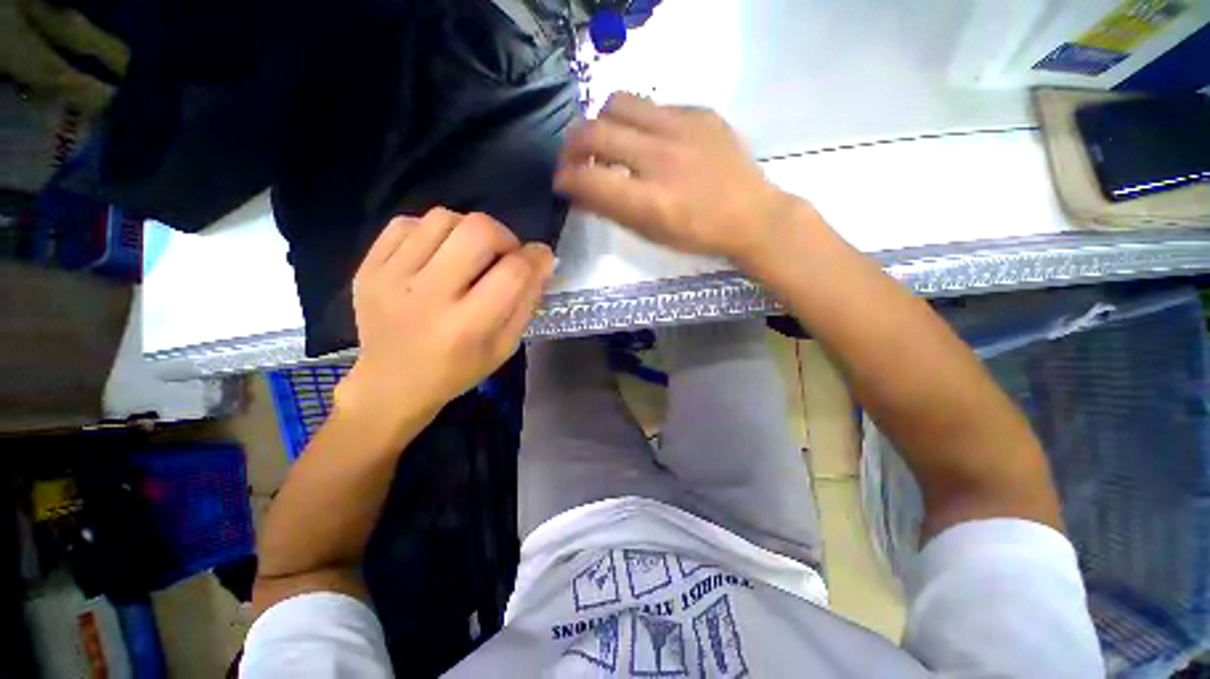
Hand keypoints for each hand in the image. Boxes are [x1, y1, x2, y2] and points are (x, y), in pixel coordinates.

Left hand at [335, 208, 553, 434]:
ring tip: (470, 254)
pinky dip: (431, 231)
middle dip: (504, 236)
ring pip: (442, 219)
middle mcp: (428, 296)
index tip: (541, 257)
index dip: (536, 257)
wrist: (391, 384)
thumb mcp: (505, 347)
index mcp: (467, 326)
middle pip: (477, 231)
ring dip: (468, 230)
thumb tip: (542, 261)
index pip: (512, 273)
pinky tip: (437, 254)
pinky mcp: (368, 267)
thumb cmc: (458, 370)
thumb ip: (526, 302)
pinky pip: (405, 223)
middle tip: (504, 254)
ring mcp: (391, 278)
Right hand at [554, 93, 796, 266]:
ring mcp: (682, 128)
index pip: (589, 179)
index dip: (565, 179)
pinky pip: (652, 105)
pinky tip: (647, 139)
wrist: (752, 216)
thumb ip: (613, 211)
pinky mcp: (699, 112)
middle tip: (573, 158)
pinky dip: (637, 123)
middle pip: (595, 133)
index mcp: (650, 201)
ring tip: (606, 141)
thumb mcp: (652, 234)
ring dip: (601, 123)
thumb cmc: (698, 235)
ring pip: (618, 104)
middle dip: (571, 146)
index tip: (561, 181)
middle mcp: (661, 158)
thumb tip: (580, 190)